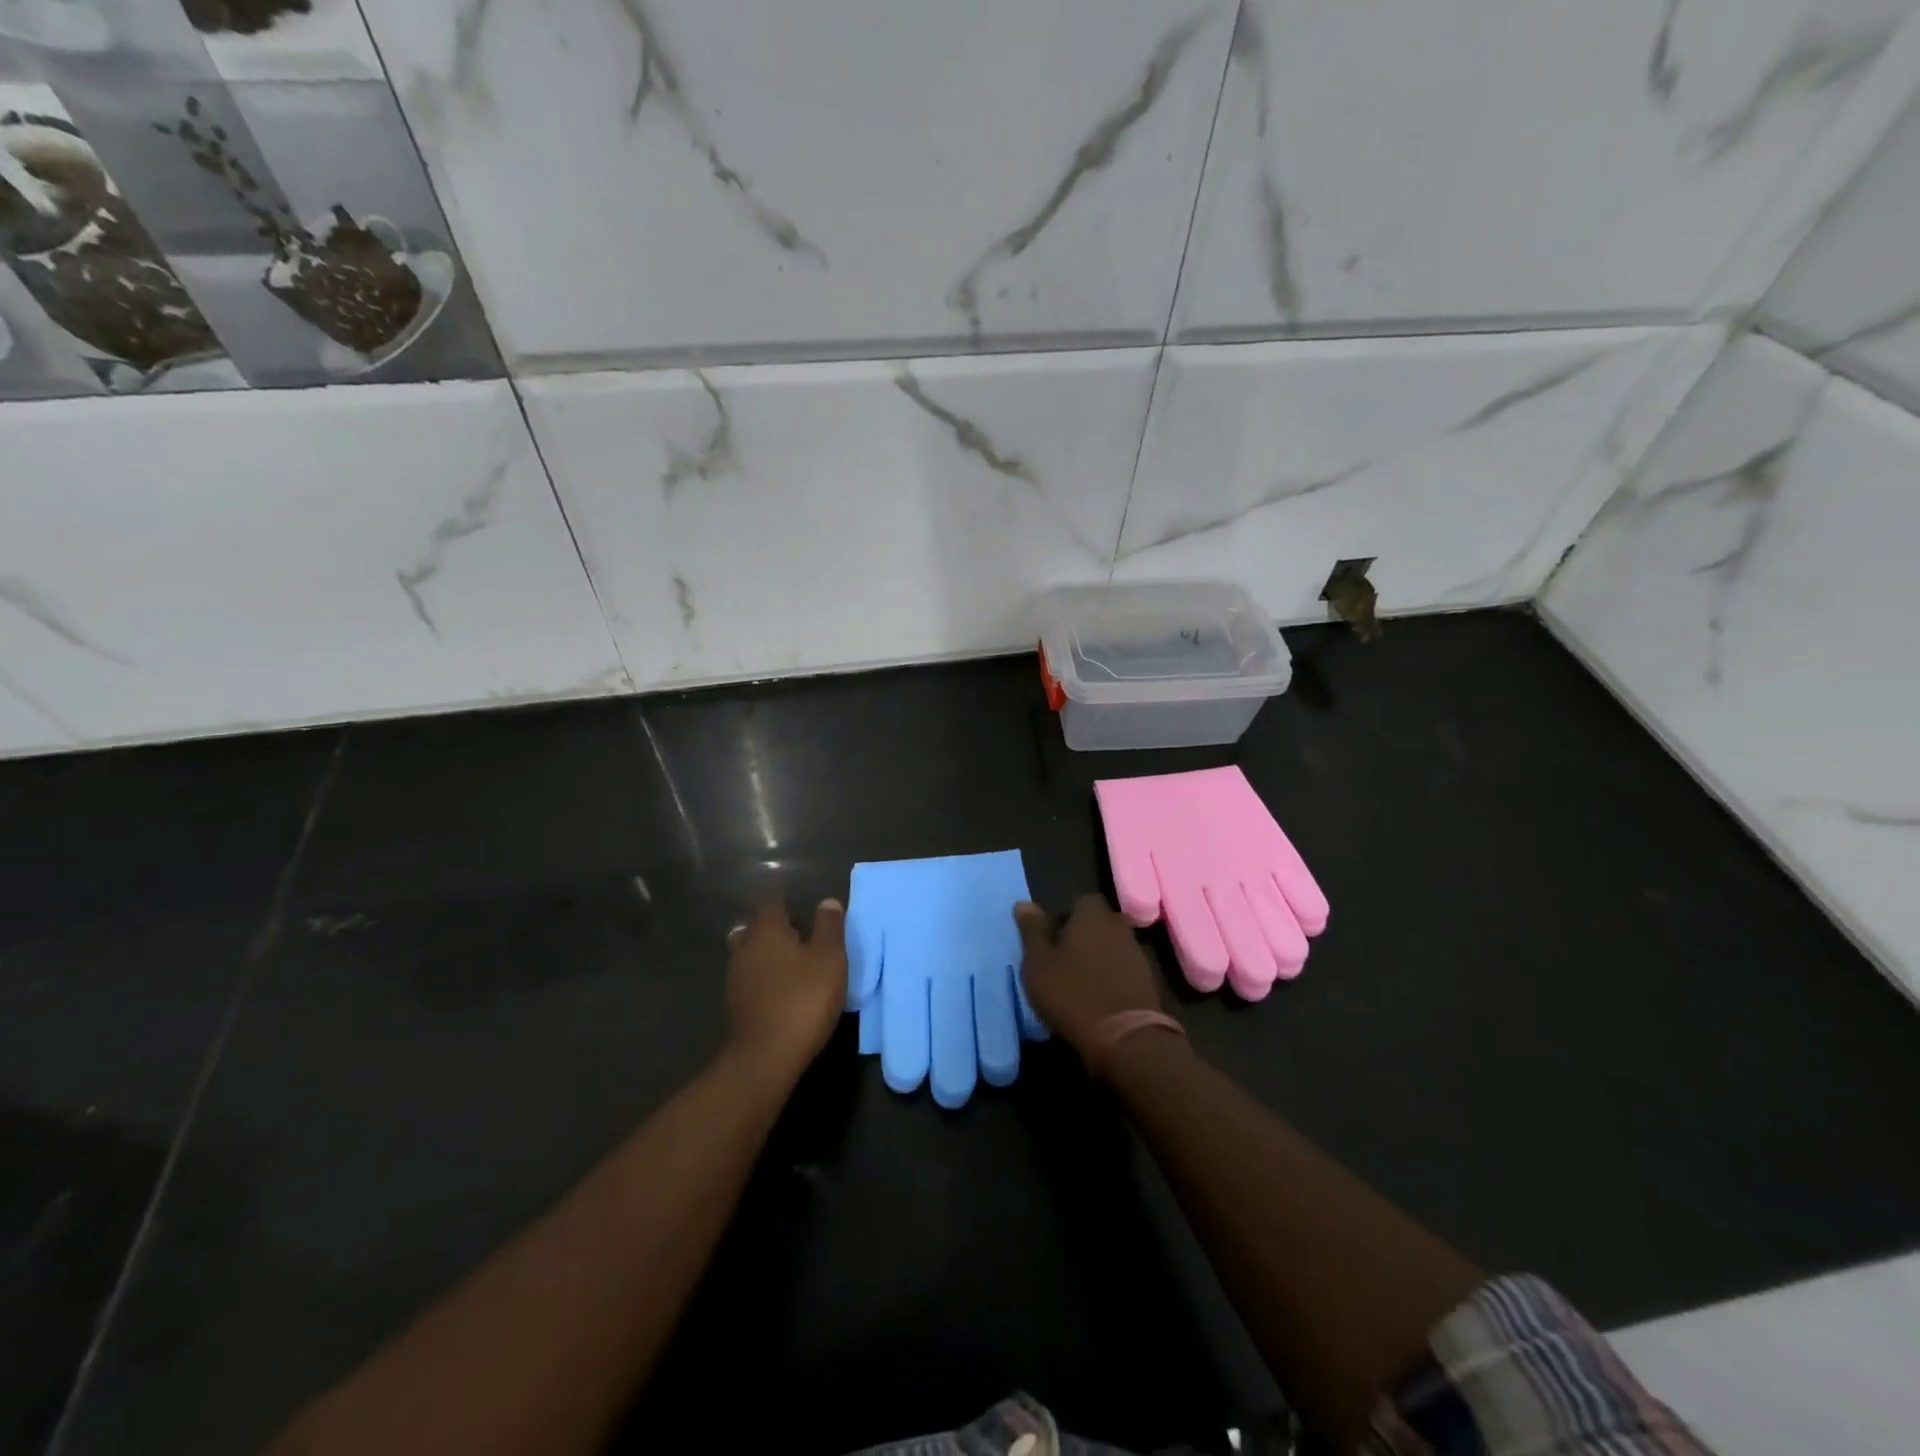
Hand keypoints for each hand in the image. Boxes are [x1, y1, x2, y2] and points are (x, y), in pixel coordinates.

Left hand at [726, 898, 846, 1081]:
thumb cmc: (804, 997)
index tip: (805, 908)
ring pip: (749, 952)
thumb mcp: (829, 957)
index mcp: (767, 930)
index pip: (773, 902)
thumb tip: (827, 902)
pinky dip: (763, 975)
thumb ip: (829, 926)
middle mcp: (745, 947)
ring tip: (793, 962)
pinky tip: (781, 988)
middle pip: (755, 926)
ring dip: (767, 952)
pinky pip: (749, 977)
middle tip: (800, 934)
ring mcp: (736, 977)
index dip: (788, 902)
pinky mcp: (735, 1004)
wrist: (766, 1055)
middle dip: (774, 927)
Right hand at [1014, 895, 1163, 1063]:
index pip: (1079, 902)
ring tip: (1076, 982)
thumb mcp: (1039, 962)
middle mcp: (1118, 926)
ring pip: (1110, 947)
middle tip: (1059, 960)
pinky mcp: (1147, 982)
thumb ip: (1032, 931)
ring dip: (1095, 959)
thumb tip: (1023, 903)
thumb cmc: (1073, 993)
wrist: (1125, 1038)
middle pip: (1096, 924)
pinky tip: (1095, 998)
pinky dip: (1109, 978)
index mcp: (1092, 914)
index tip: (1049, 940)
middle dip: (1080, 937)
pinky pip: (1122, 970)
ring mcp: (1137, 954)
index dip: (1063, 918)